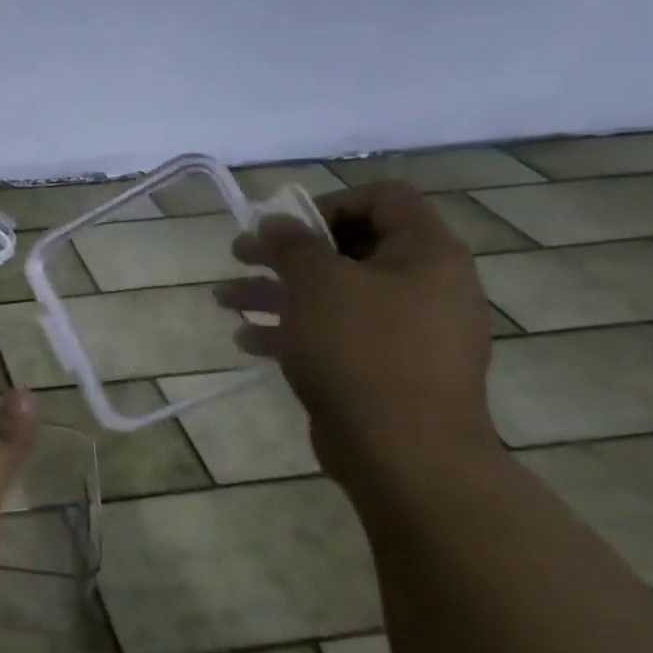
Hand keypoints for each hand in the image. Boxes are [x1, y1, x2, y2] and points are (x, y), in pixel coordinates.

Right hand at [216, 182, 500, 483]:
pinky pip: (337, 336)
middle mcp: (425, 286)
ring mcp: (408, 332)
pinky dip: (294, 332)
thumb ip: (293, 244)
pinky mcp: (387, 370)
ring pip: (335, 296)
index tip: (283, 227)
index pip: (383, 199)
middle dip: (286, 253)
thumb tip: (276, 221)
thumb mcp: (317, 285)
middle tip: (240, 255)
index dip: (328, 204)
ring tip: (225, 300)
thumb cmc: (363, 352)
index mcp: (426, 253)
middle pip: (349, 249)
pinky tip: (249, 341)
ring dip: (277, 293)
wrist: (404, 453)